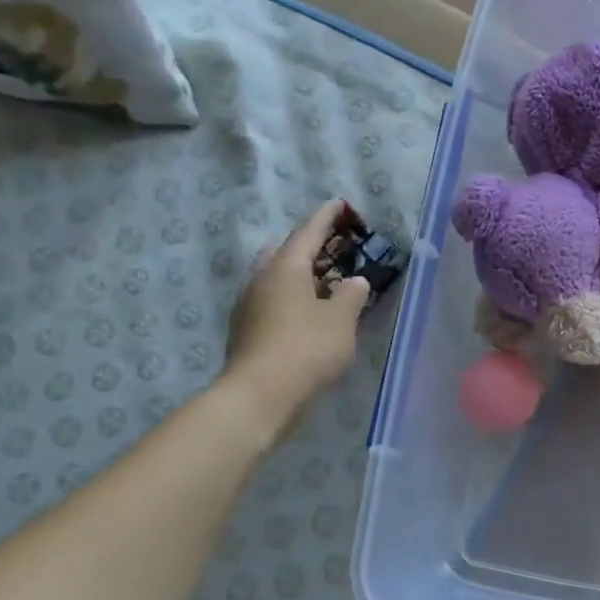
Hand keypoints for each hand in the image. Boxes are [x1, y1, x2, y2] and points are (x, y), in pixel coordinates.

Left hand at [223, 200, 369, 442]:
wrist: (259, 396)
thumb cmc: (306, 348)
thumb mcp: (341, 320)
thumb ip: (351, 295)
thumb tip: (353, 281)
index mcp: (285, 267)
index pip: (308, 232)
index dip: (326, 217)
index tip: (338, 203)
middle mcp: (261, 278)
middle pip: (285, 251)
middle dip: (308, 245)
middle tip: (333, 246)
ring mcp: (248, 304)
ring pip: (275, 276)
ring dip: (298, 273)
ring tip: (323, 279)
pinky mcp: (245, 329)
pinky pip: (271, 299)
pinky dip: (291, 296)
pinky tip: (306, 311)